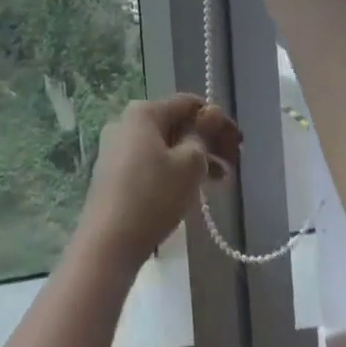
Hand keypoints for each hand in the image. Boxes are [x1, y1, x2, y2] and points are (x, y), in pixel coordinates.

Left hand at [78, 95, 242, 268]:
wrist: (107, 243)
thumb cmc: (153, 196)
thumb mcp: (188, 165)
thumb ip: (203, 136)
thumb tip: (211, 113)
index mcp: (143, 112)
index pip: (188, 103)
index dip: (217, 120)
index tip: (238, 144)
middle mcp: (126, 122)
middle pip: (175, 124)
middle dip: (206, 142)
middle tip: (232, 165)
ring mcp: (116, 148)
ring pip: (164, 146)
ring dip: (193, 159)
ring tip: (219, 182)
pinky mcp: (113, 173)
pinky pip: (150, 161)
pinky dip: (172, 170)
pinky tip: (190, 190)